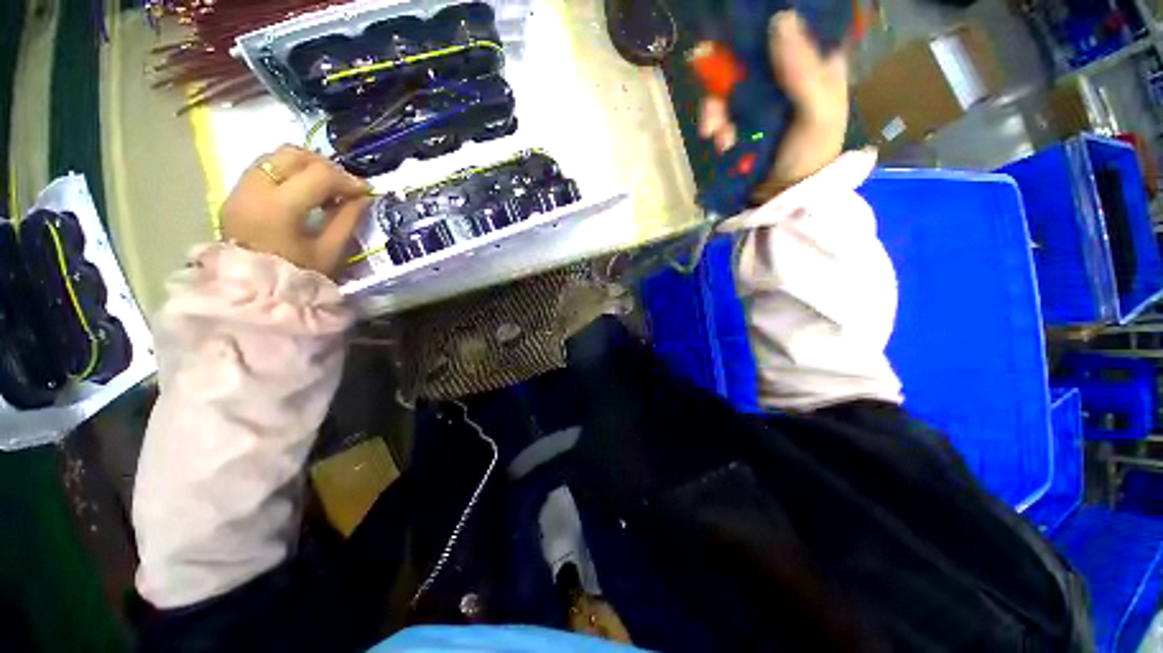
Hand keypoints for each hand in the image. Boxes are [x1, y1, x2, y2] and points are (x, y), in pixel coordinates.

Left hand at [221, 145, 372, 276]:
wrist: (254, 293)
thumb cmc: (298, 275)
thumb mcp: (330, 251)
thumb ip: (348, 219)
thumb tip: (363, 196)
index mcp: (279, 207)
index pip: (319, 174)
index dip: (348, 179)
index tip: (365, 192)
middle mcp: (254, 189)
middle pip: (293, 154)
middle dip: (326, 166)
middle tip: (345, 186)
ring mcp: (240, 189)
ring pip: (276, 156)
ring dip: (306, 166)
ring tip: (325, 188)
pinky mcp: (235, 194)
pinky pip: (265, 168)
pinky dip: (288, 172)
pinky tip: (303, 191)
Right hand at [698, 11, 848, 203]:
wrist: (782, 199)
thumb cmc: (810, 156)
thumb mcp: (818, 113)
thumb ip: (803, 70)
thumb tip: (779, 18)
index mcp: (814, 66)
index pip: (789, 30)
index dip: (762, 29)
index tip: (739, 35)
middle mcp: (784, 77)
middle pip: (749, 57)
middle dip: (727, 78)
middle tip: (716, 99)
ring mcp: (759, 101)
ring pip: (729, 85)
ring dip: (716, 109)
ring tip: (715, 134)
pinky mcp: (740, 121)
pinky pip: (720, 112)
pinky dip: (714, 126)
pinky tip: (718, 142)